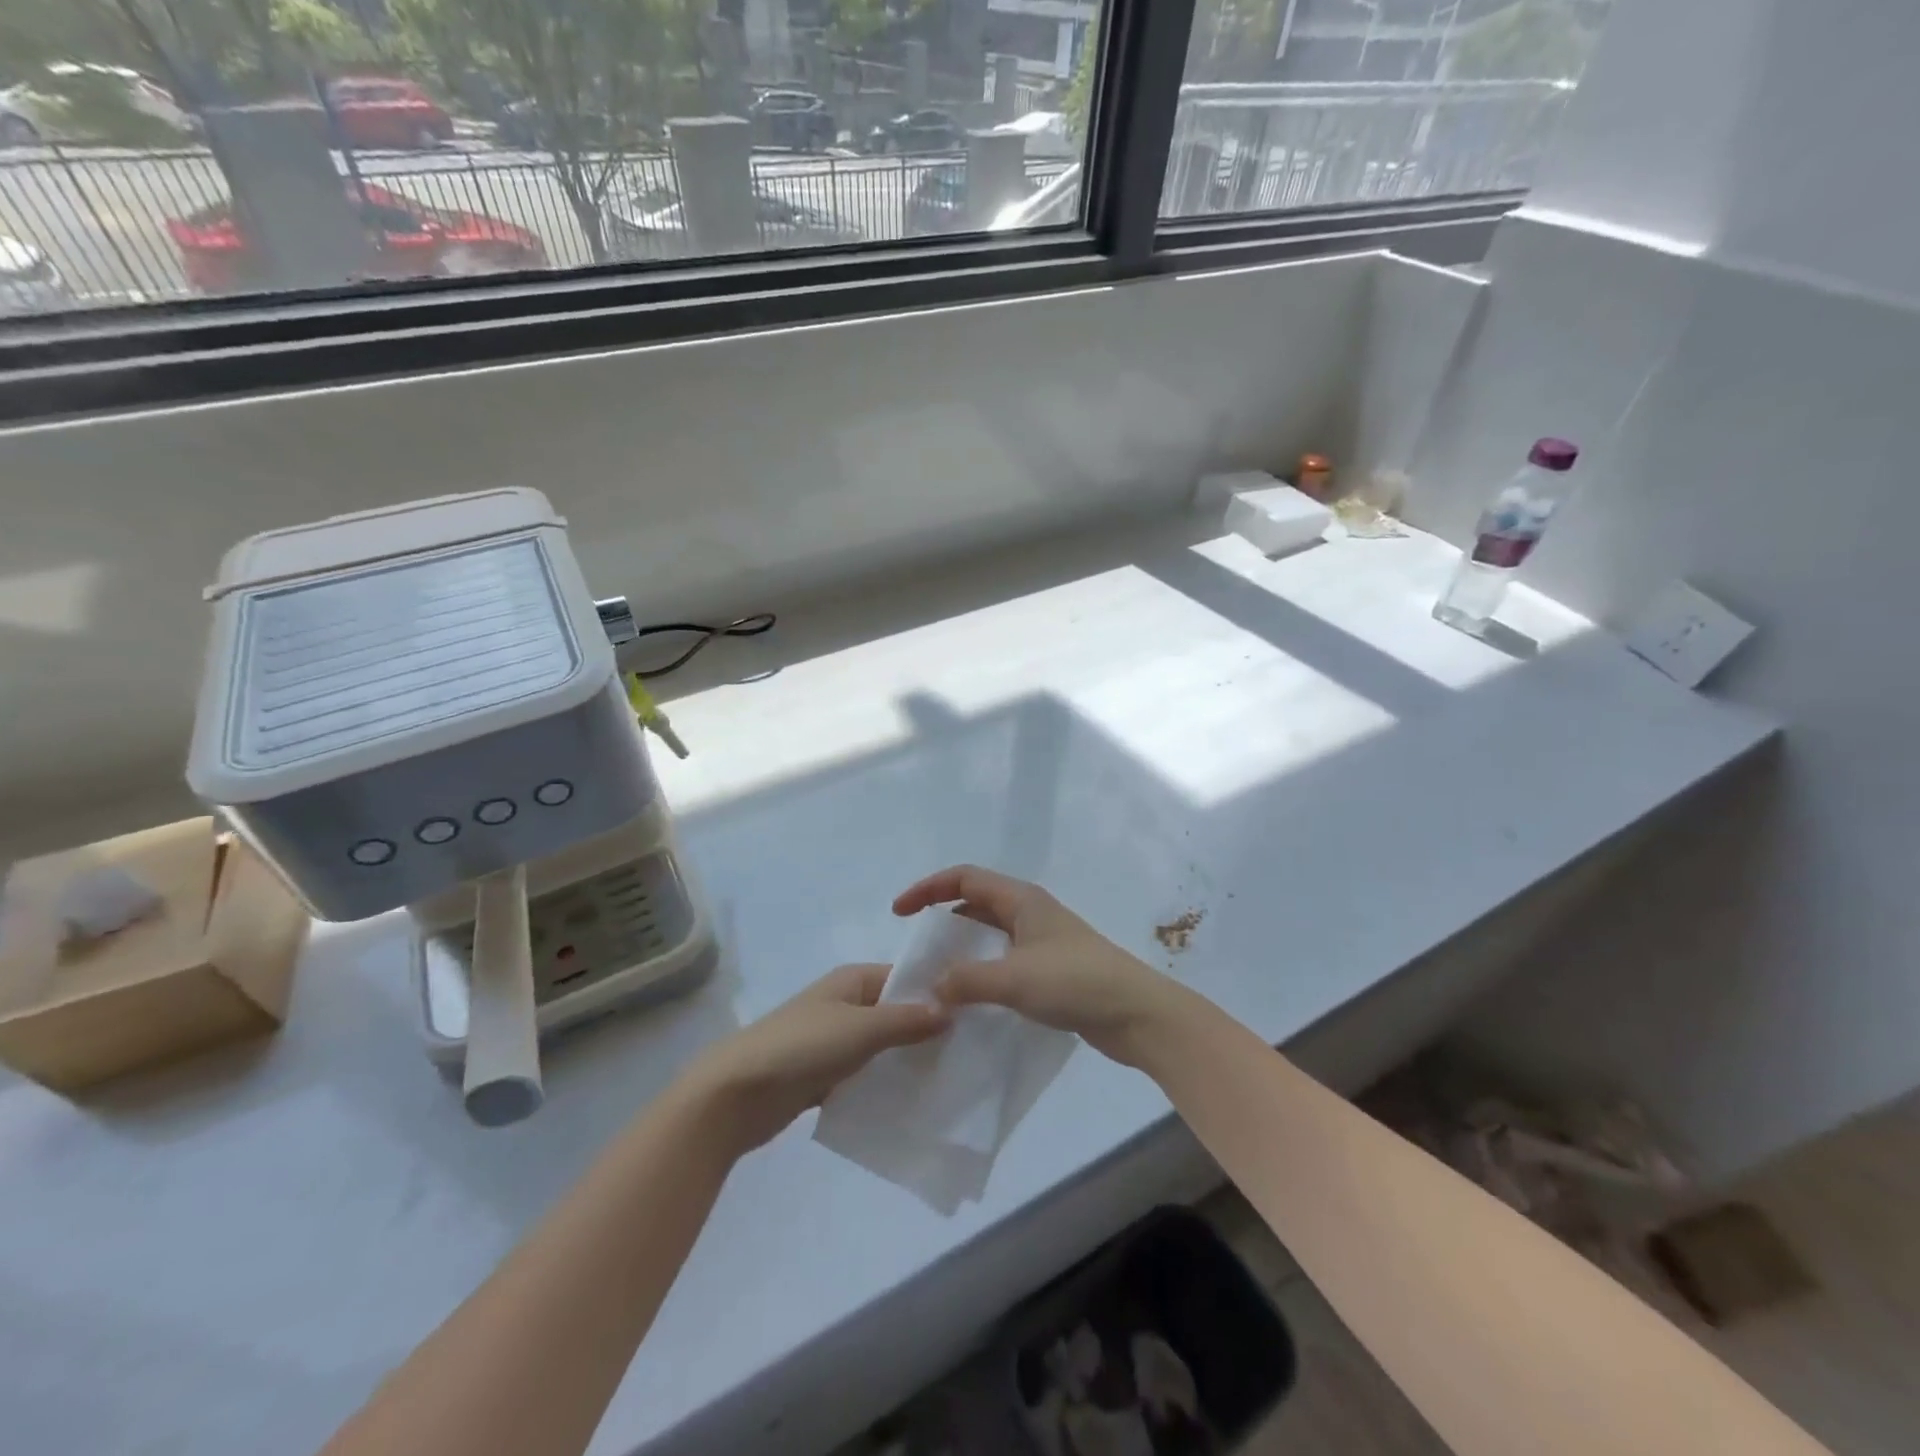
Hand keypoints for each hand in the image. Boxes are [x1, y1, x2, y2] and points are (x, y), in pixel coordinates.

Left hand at [685, 964, 949, 1153]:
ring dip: (905, 1061)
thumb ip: (907, 1020)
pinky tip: (912, 1104)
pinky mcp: (822, 1075)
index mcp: (852, 980)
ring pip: (881, 1047)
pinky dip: (883, 1084)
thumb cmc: (801, 1047)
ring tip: (948, 1080)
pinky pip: (863, 1075)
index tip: (973, 1016)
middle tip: (967, 1053)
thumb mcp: (861, 1028)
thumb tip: (949, 1009)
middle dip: (925, 1031)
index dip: (935, 993)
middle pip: (895, 1013)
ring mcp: (832, 1040)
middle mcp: (844, 1004)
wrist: (734, 1093)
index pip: (904, 978)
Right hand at [893, 866, 1184, 1067]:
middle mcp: (1031, 912)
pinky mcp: (1052, 969)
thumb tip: (932, 985)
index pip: (964, 878)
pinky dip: (982, 968)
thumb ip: (967, 980)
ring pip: (991, 932)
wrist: (1137, 1014)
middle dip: (943, 915)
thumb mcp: (1014, 979)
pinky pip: (1005, 958)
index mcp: (1021, 900)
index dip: (928, 888)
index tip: (899, 912)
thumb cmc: (1076, 983)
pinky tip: (972, 995)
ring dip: (963, 945)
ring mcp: (1043, 940)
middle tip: (916, 945)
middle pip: (977, 901)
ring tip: (937, 971)